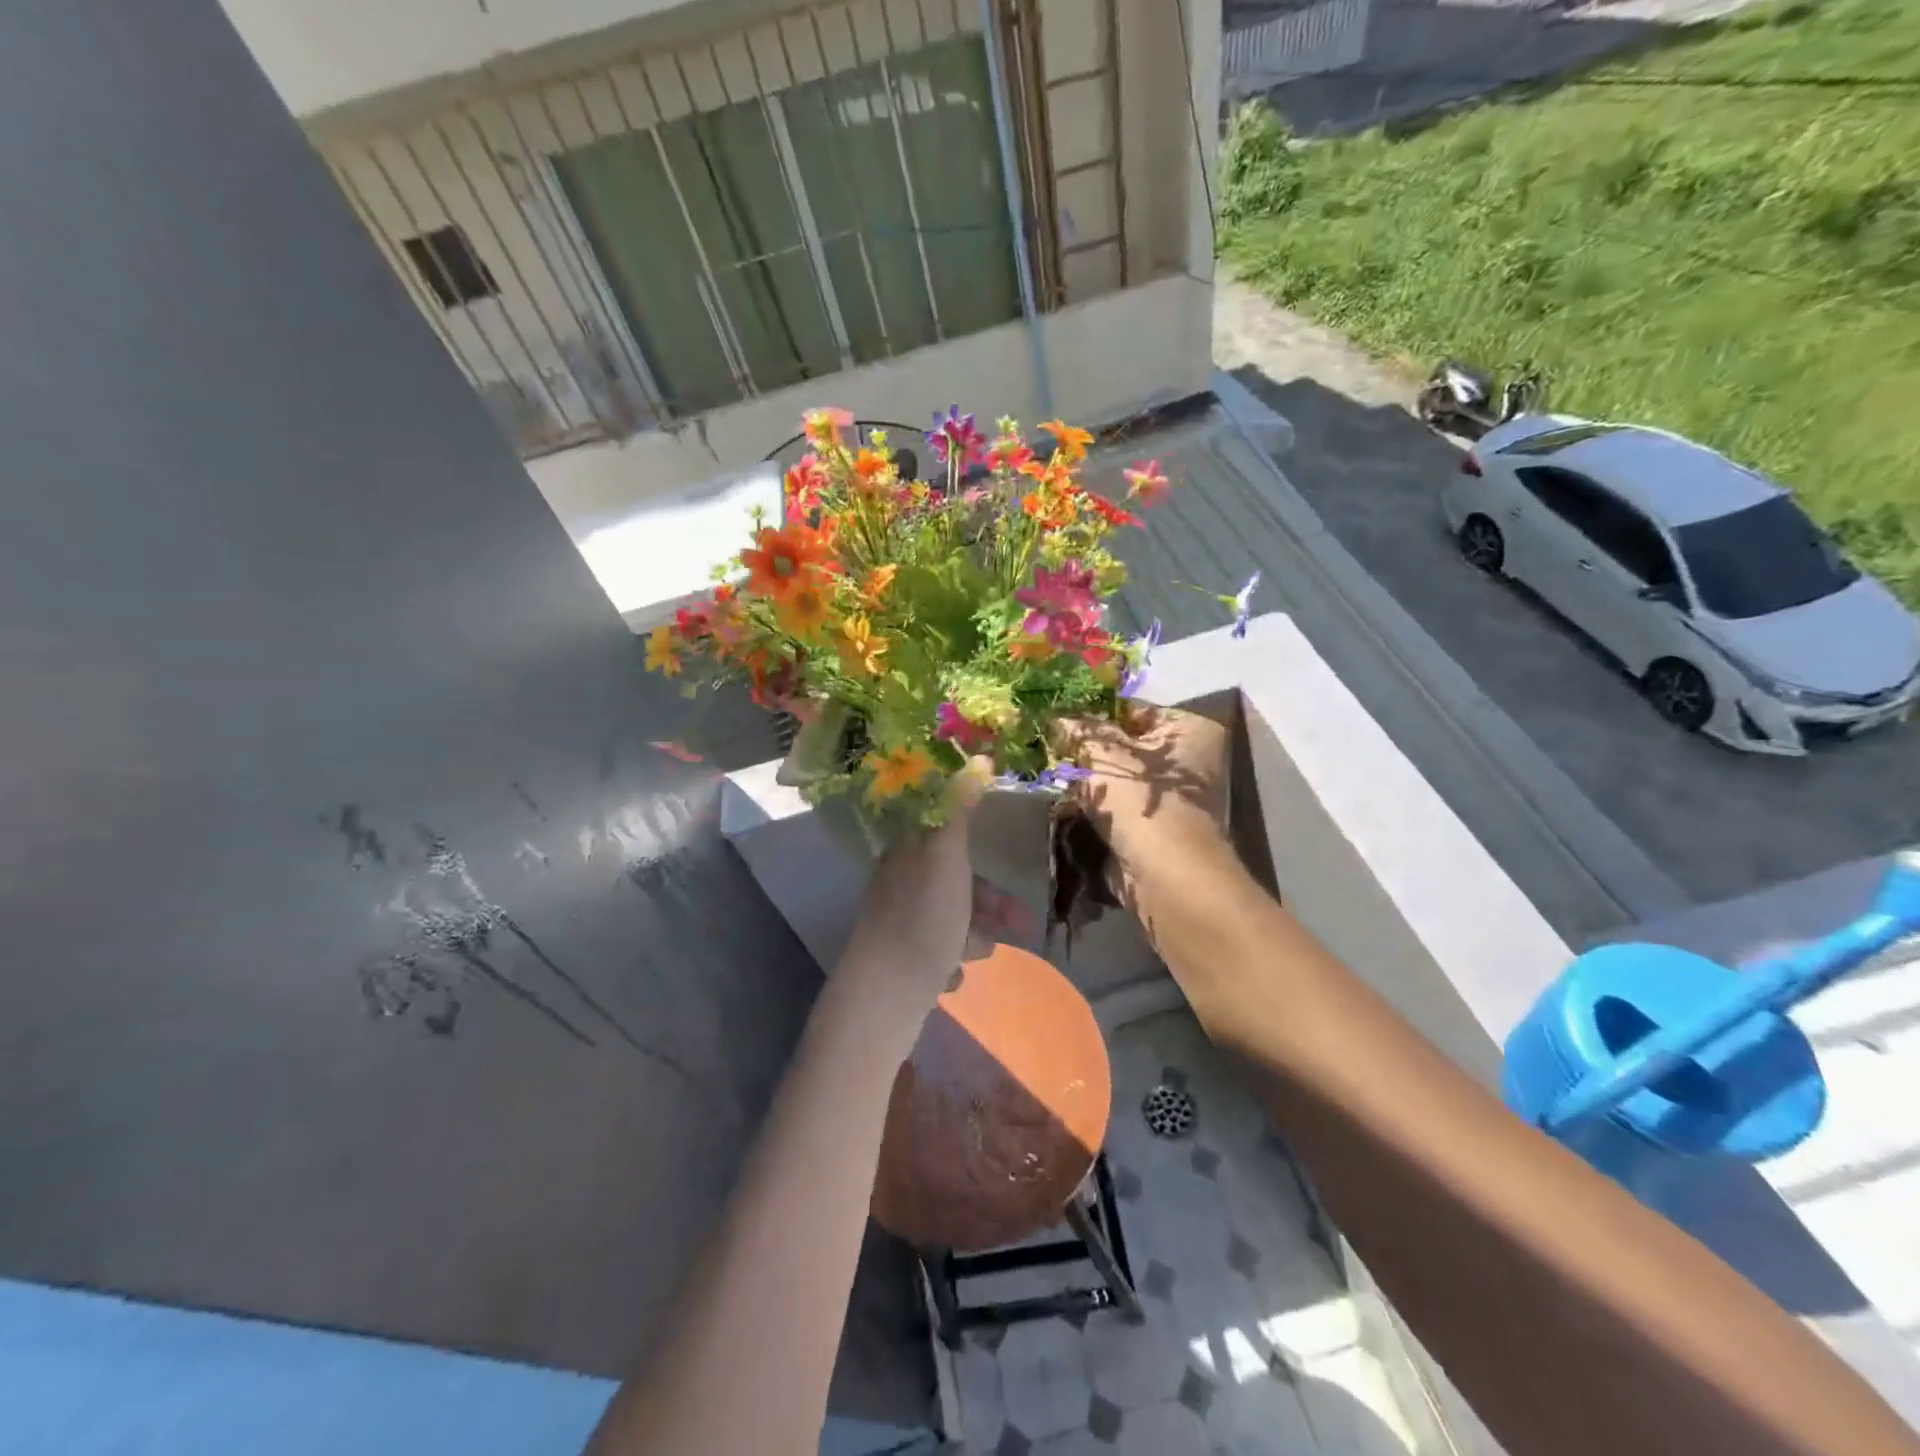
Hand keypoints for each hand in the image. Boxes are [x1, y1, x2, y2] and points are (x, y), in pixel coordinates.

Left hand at [840, 764, 1037, 1032]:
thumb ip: (958, 811)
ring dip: (973, 936)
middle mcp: (899, 885)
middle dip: (989, 904)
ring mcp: (897, 924)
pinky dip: (951, 961)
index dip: (981, 855)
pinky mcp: (900, 960)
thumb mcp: (945, 857)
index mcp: (906, 856)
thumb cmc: (922, 920)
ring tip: (979, 956)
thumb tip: (974, 761)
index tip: (1009, 870)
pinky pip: (937, 952)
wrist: (884, 996)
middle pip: (955, 883)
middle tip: (1022, 927)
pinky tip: (951, 977)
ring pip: (950, 919)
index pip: (948, 841)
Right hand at [1053, 707, 1231, 902]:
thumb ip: (1079, 730)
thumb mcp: (1103, 753)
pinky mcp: (1154, 830)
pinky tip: (1064, 804)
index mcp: (1191, 730)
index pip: (1135, 711)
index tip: (1058, 721)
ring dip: (1087, 782)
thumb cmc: (1140, 801)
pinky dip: (1094, 808)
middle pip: (1125, 747)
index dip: (1095, 715)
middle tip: (1049, 749)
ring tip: (1051, 776)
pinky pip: (1116, 809)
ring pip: (1117, 780)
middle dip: (1088, 752)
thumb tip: (1057, 719)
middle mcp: (1189, 762)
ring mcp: (1173, 800)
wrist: (1163, 875)